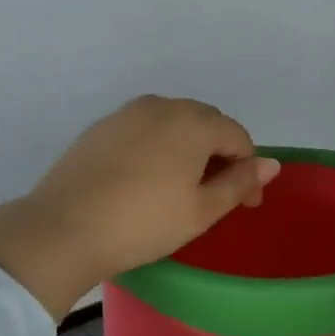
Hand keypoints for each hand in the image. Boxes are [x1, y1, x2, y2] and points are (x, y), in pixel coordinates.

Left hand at [0, 97, 280, 320]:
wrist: (62, 229)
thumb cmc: (143, 222)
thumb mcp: (201, 210)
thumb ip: (239, 182)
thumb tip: (272, 164)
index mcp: (193, 121)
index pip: (238, 138)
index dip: (249, 171)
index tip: (247, 206)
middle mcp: (162, 106)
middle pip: (206, 125)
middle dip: (220, 156)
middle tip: (218, 196)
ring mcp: (126, 113)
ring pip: (173, 125)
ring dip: (189, 150)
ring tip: (183, 188)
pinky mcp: (100, 127)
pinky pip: (144, 131)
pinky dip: (158, 149)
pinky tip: (147, 180)